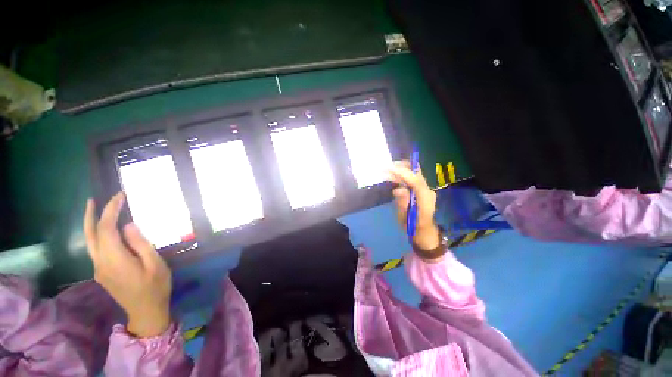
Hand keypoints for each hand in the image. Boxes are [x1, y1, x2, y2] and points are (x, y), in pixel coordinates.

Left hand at [84, 192, 171, 337]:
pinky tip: (106, 231)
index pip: (106, 229)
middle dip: (91, 215)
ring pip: (90, 242)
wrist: (146, 311)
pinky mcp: (102, 273)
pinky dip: (98, 235)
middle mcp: (100, 263)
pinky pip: (96, 249)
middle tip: (94, 199)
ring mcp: (99, 269)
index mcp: (115, 259)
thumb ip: (140, 244)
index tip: (120, 197)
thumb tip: (128, 226)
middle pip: (90, 235)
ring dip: (91, 224)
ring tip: (96, 210)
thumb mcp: (155, 264)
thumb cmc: (155, 286)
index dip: (111, 211)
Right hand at [388, 161, 442, 258]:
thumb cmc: (412, 226)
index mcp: (425, 200)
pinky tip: (393, 176)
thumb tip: (398, 189)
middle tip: (387, 167)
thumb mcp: (405, 217)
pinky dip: (402, 175)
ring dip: (401, 170)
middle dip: (403, 167)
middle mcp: (428, 191)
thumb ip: (403, 203)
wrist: (423, 230)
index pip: (416, 182)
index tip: (390, 168)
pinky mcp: (422, 189)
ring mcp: (426, 189)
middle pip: (417, 173)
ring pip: (415, 173)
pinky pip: (412, 178)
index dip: (404, 173)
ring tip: (387, 171)